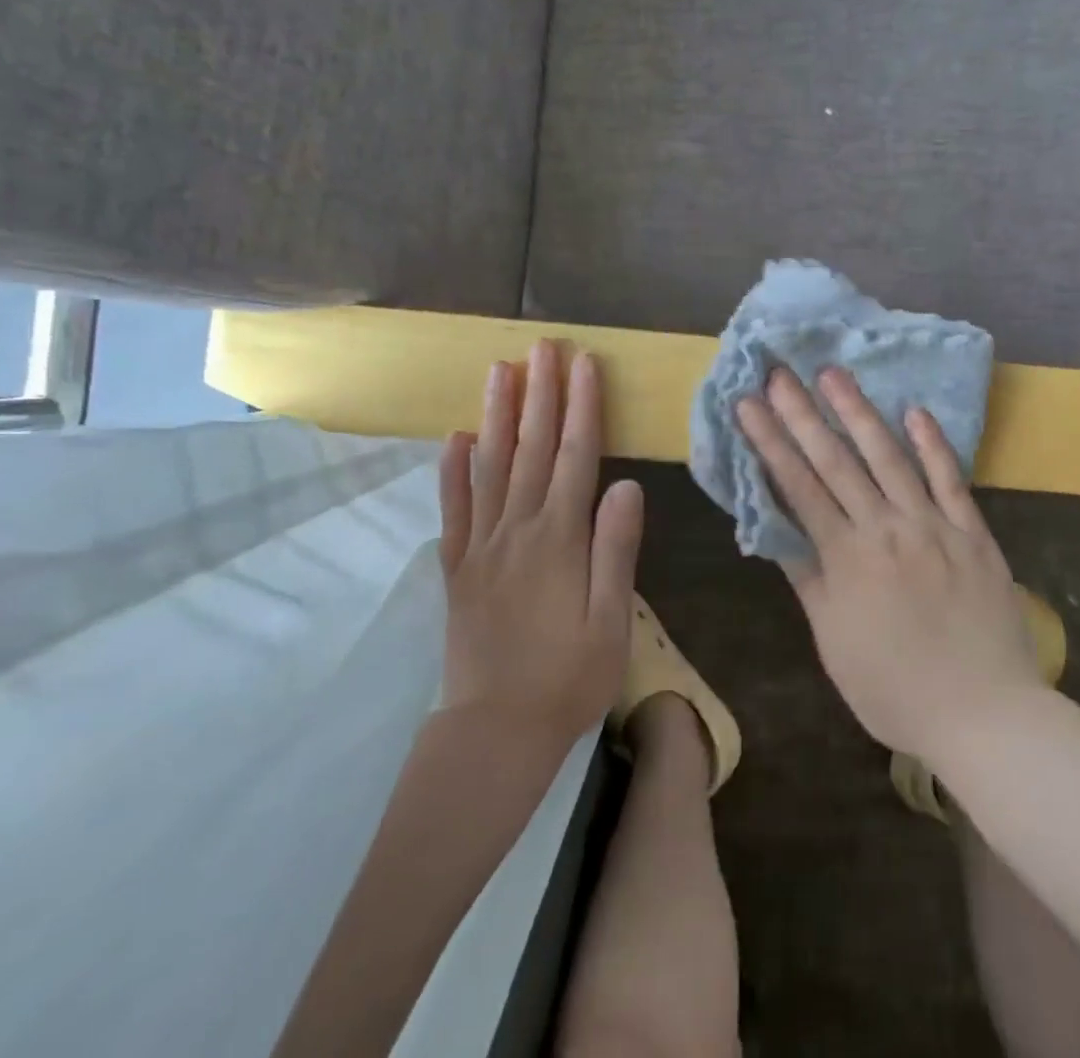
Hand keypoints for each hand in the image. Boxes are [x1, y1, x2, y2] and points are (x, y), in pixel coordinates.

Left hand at [438, 341, 641, 748]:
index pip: (575, 456)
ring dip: (497, 416)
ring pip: (489, 467)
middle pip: (530, 448)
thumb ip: (616, 550)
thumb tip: (627, 485)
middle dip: (540, 393)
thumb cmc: (569, 679)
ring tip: (500, 371)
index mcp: (560, 539)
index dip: (582, 406)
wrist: (496, 732)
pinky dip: (452, 471)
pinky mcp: (457, 567)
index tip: (584, 363)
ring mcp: (481, 546)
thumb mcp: (612, 621)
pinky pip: (453, 509)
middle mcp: (517, 529)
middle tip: (542, 346)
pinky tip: (454, 439)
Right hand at [735, 367, 1040, 764]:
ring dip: (859, 413)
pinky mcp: (972, 532)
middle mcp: (886, 528)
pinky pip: (950, 479)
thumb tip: (779, 533)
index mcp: (847, 558)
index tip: (749, 404)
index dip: (770, 442)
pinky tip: (915, 412)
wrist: (985, 714)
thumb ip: (809, 581)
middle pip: (836, 461)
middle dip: (803, 413)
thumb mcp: (834, 643)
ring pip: (890, 457)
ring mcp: (933, 525)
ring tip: (835, 374)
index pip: (798, 486)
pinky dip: (933, 444)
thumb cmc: (896, 689)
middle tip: (780, 372)